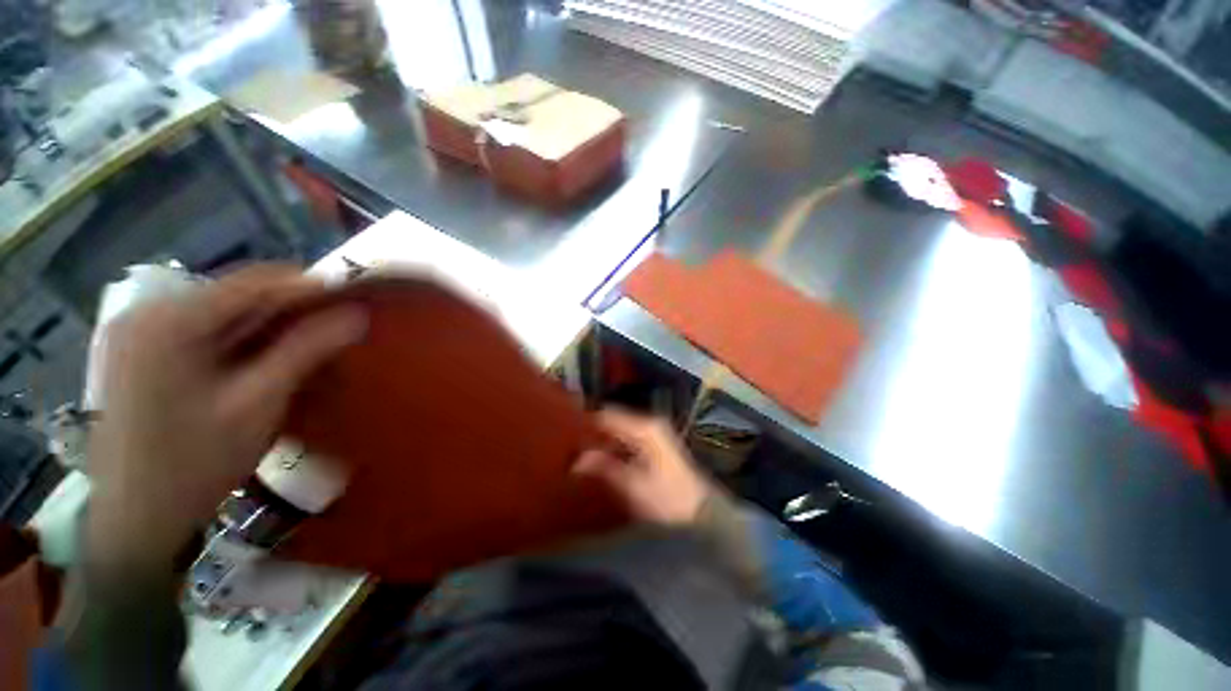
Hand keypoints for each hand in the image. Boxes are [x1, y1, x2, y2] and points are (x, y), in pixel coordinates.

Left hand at [85, 266, 365, 571]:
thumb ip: (307, 350)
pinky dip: (245, 342)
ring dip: (272, 328)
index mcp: (170, 320)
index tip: (356, 301)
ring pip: (226, 313)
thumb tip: (357, 314)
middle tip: (338, 330)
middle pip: (238, 296)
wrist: (135, 519)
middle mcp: (151, 312)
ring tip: (310, 349)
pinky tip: (267, 363)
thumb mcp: (259, 403)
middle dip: (292, 311)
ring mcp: (142, 331)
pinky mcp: (144, 351)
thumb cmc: (196, 462)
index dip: (312, 288)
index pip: (255, 282)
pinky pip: (208, 331)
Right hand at [574, 409, 712, 525]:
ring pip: (620, 431)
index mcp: (645, 428)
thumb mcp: (633, 486)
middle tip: (572, 449)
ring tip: (581, 455)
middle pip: (614, 421)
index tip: (567, 436)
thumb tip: (577, 459)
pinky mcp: (656, 446)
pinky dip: (614, 448)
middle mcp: (650, 424)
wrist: (703, 515)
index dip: (587, 424)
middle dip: (594, 433)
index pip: (608, 415)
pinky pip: (628, 440)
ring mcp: (654, 434)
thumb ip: (604, 468)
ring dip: (603, 441)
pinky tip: (602, 461)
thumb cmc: (668, 500)